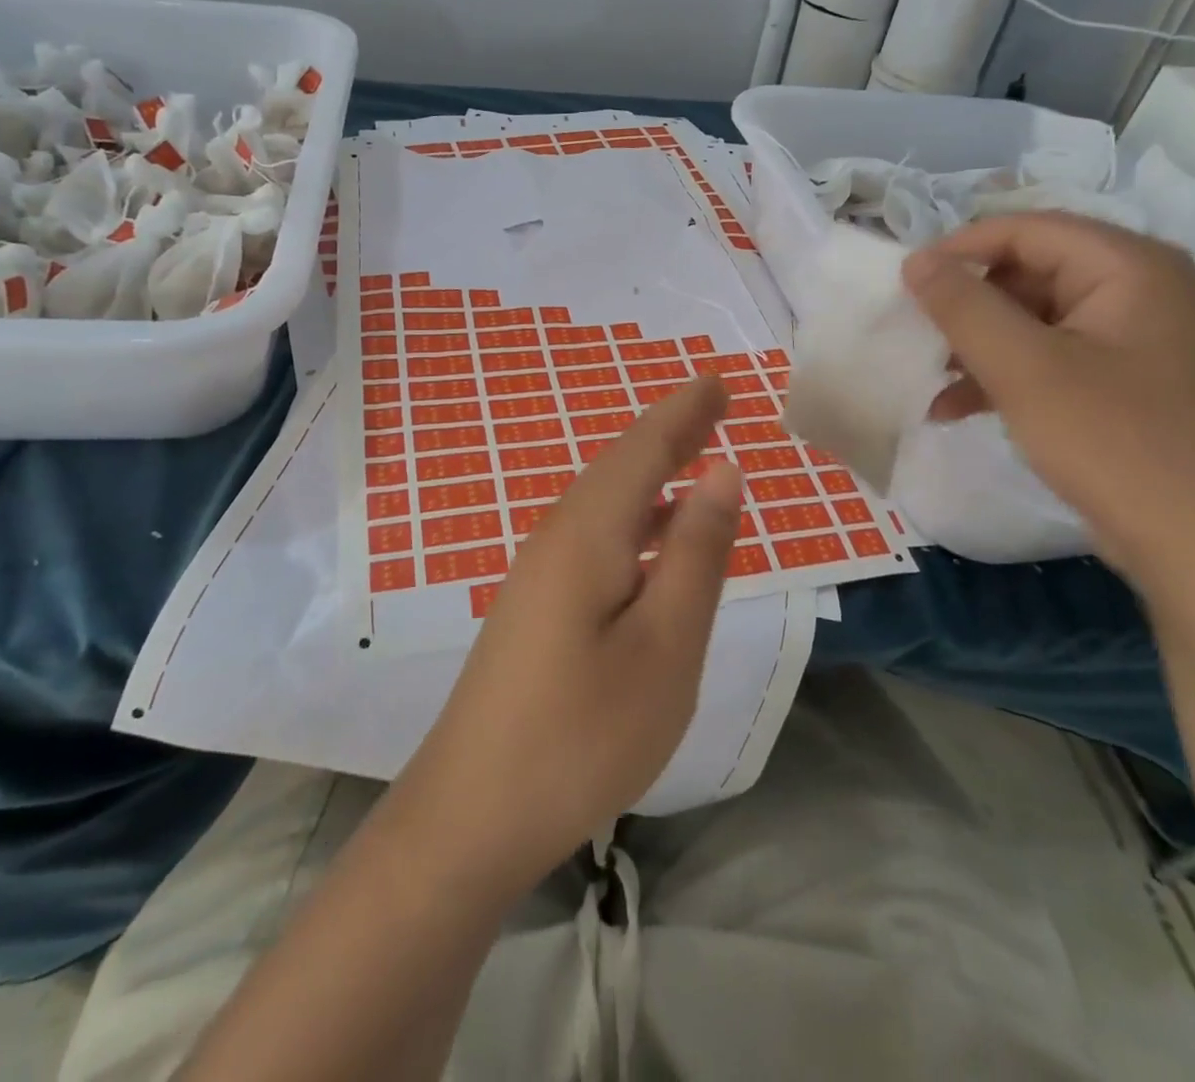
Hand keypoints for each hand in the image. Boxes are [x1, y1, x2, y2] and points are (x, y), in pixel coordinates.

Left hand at [389, 378, 744, 895]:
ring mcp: (539, 574)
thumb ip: (696, 554)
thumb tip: (722, 472)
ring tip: (692, 457)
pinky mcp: (535, 608)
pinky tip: (653, 540)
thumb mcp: (664, 645)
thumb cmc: (583, 733)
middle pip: (620, 467)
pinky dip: (634, 519)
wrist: (472, 813)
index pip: (643, 449)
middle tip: (711, 404)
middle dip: (668, 432)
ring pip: (605, 503)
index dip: (684, 412)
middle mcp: (557, 538)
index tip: (718, 382)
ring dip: (650, 473)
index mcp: (588, 533)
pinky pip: (595, 537)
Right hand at [902, 213, 1194, 579]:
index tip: (905, 283)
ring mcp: (1142, 340)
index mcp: (1130, 267)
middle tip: (919, 336)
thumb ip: (964, 307)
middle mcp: (1144, 290)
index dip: (959, 249)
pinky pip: (1057, 358)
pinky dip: (1008, 376)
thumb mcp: (1024, 369)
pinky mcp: (1134, 384)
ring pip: (1039, 320)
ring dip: (980, 345)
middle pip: (1033, 272)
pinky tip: (960, 409)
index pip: (1027, 229)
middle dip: (969, 305)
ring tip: (933, 380)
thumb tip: (916, 260)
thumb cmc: (1116, 442)